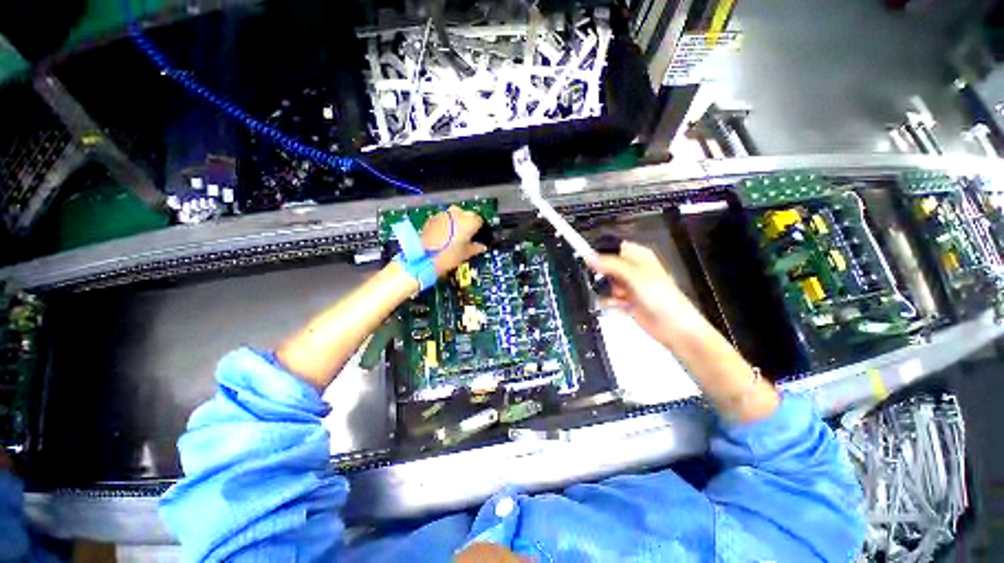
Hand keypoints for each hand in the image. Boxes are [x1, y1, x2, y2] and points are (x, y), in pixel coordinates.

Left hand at [422, 205, 487, 276]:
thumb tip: (481, 246)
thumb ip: (476, 248)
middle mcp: (458, 212)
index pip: (480, 221)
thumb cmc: (450, 255)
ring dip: (455, 224)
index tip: (477, 238)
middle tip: (466, 239)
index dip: (479, 230)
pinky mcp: (432, 218)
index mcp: (470, 220)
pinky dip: (445, 226)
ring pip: (454, 216)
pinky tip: (443, 237)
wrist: (425, 257)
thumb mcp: (467, 254)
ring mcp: (443, 214)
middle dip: (467, 225)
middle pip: (467, 216)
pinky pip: (443, 220)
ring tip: (453, 239)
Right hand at [587, 241, 704, 347]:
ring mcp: (628, 286)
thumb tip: (588, 256)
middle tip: (610, 283)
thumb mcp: (634, 276)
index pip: (611, 248)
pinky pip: (607, 299)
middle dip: (602, 277)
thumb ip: (610, 264)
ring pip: (604, 284)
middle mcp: (631, 270)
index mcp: (637, 256)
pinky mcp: (625, 301)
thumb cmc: (662, 298)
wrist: (673, 328)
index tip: (587, 260)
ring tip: (620, 298)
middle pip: (604, 268)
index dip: (598, 254)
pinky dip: (610, 303)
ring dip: (607, 292)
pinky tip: (620, 307)